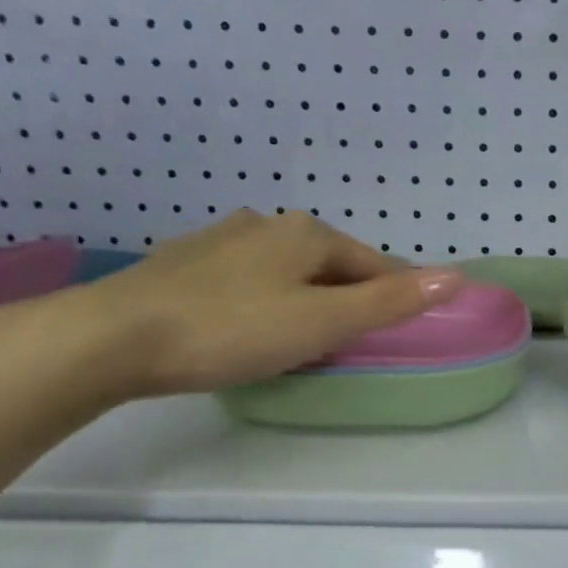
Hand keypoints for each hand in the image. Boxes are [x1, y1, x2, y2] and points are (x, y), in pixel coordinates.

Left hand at [56, 211, 461, 397]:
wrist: (112, 338)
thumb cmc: (232, 329)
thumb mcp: (323, 322)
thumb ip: (390, 302)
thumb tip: (455, 276)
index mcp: (307, 233)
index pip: (375, 263)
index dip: (397, 295)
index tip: (403, 329)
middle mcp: (266, 224)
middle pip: (331, 263)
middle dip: (349, 297)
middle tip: (352, 343)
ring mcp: (220, 240)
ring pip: (286, 269)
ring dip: (306, 297)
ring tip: (303, 338)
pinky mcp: (183, 263)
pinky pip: (247, 279)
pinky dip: (264, 299)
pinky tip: (248, 325)